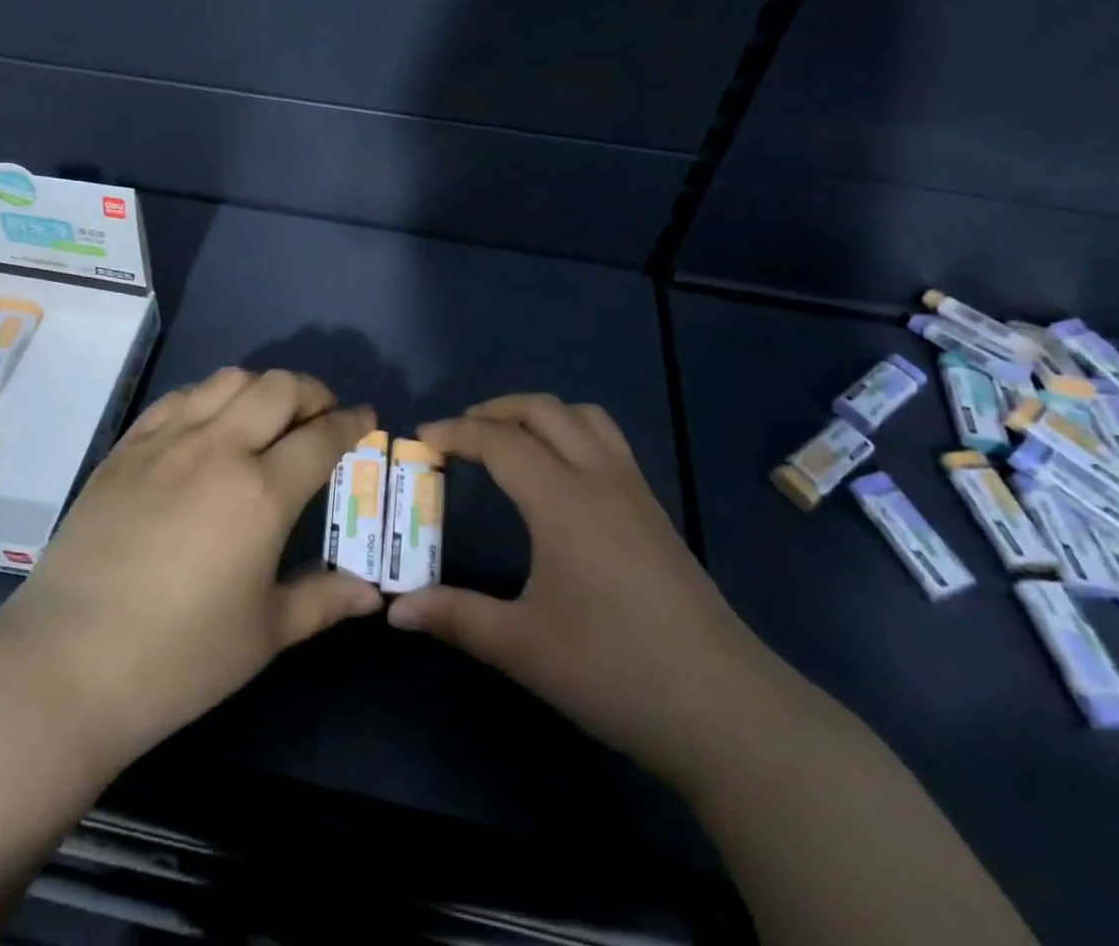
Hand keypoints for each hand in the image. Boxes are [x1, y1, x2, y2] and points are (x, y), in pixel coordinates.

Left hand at [0, 367, 382, 768]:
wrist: (65, 666)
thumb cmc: (178, 659)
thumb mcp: (264, 635)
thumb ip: (323, 600)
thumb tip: (371, 594)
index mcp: (261, 493)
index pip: (322, 436)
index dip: (352, 422)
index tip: (366, 418)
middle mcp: (219, 450)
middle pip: (279, 388)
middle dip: (313, 392)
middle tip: (322, 414)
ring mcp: (166, 442)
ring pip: (228, 380)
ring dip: (261, 387)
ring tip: (268, 416)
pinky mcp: (126, 448)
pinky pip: (178, 398)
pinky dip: (209, 397)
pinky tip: (210, 424)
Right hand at [387, 394, 767, 779]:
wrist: (723, 708)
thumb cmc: (613, 670)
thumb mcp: (522, 646)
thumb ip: (455, 617)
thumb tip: (395, 610)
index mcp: (562, 499)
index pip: (499, 441)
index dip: (456, 433)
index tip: (421, 440)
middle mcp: (599, 477)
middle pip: (543, 410)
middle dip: (495, 410)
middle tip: (459, 435)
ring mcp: (634, 491)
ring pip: (584, 417)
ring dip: (539, 414)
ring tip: (509, 441)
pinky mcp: (655, 511)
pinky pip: (608, 442)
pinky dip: (571, 433)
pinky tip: (560, 477)